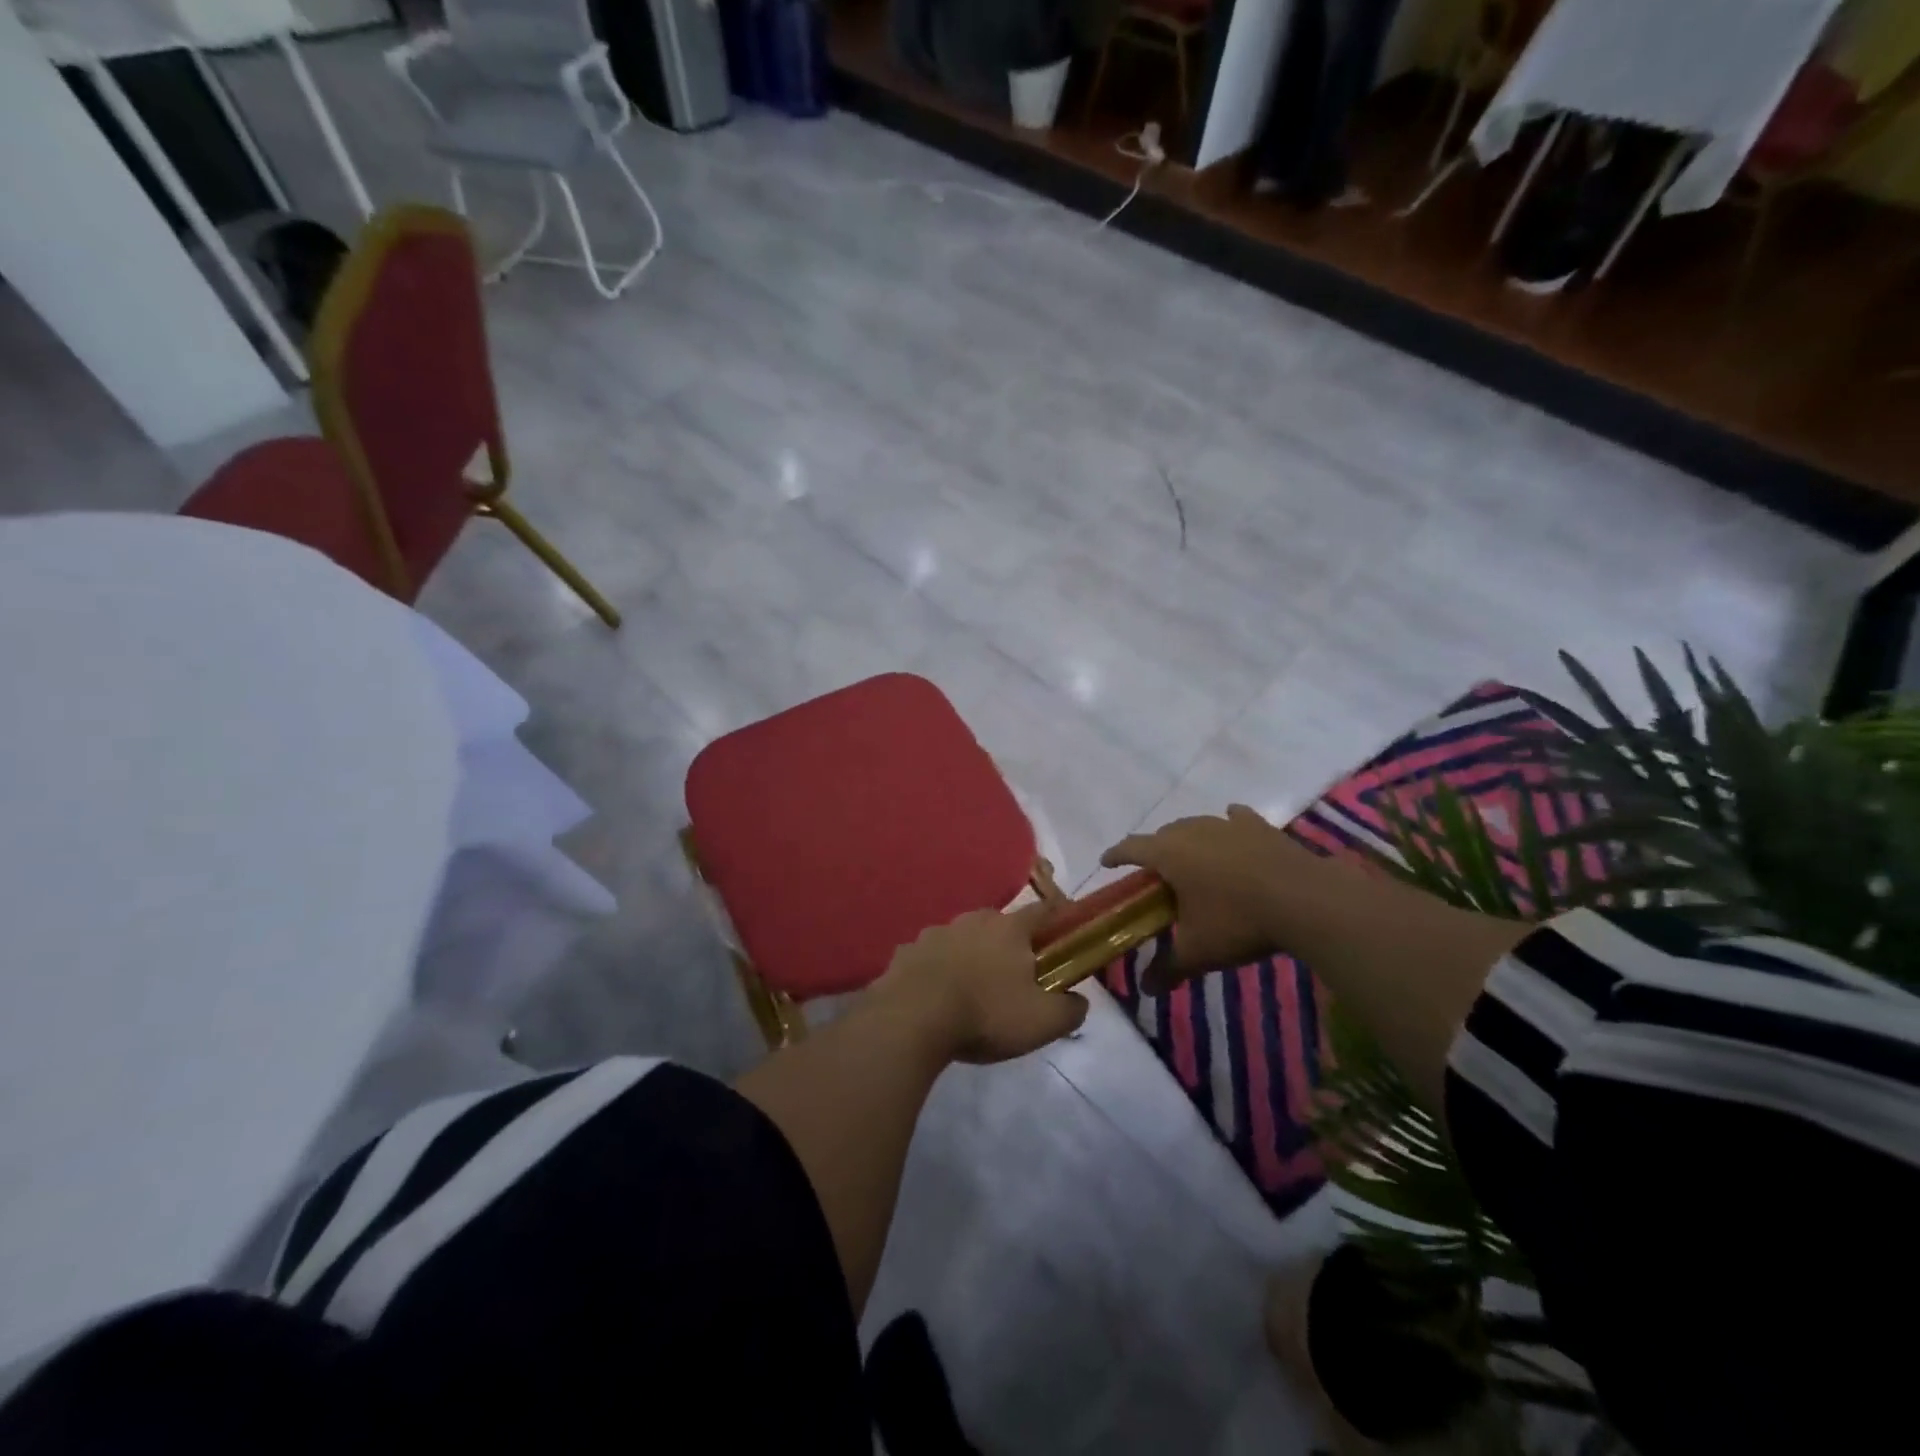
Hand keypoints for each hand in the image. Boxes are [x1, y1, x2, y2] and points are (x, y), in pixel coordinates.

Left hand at [873, 903, 1087, 1063]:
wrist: (913, 1018)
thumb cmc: (986, 1013)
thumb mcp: (1043, 1022)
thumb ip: (1070, 1010)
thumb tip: (1080, 1001)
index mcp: (1009, 929)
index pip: (1043, 910)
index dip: (1058, 917)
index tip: (1066, 929)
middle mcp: (973, 920)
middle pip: (999, 923)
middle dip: (1009, 942)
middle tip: (1015, 971)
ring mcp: (936, 933)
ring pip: (962, 937)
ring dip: (970, 954)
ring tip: (973, 986)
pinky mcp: (906, 952)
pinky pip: (930, 956)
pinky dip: (937, 969)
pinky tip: (937, 994)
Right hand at [1101, 805, 1306, 992]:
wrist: (1306, 899)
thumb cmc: (1239, 921)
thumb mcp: (1199, 951)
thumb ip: (1168, 968)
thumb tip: (1145, 990)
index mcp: (1169, 854)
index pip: (1130, 848)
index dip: (1116, 855)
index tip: (1107, 863)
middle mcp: (1193, 831)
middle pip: (1163, 835)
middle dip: (1154, 852)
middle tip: (1156, 876)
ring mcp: (1228, 824)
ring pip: (1197, 826)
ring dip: (1188, 840)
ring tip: (1192, 860)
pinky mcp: (1260, 827)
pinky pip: (1235, 819)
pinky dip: (1228, 825)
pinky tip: (1232, 829)